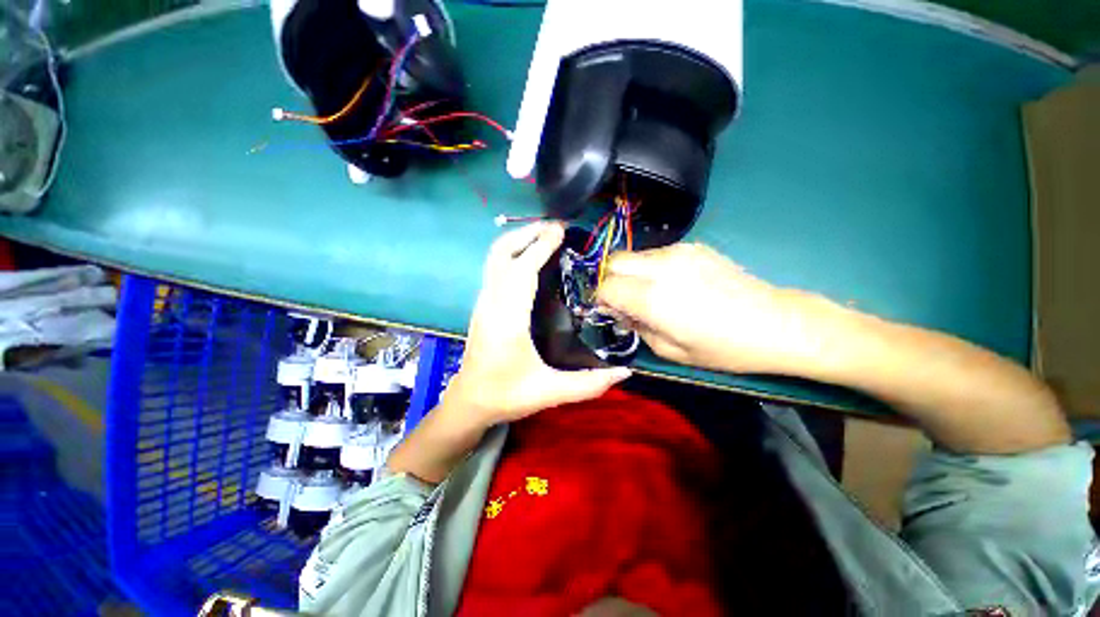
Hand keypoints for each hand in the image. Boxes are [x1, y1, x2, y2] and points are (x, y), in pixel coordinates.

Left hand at [449, 221, 631, 424]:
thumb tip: (626, 373)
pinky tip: (532, 259)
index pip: (521, 271)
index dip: (540, 247)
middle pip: (501, 253)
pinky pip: (496, 267)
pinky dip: (513, 253)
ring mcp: (483, 302)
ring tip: (547, 236)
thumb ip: (589, 383)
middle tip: (556, 228)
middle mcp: (491, 303)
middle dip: (528, 233)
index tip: (561, 231)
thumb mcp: (550, 392)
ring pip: (495, 258)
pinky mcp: (483, 304)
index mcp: (507, 320)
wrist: (470, 401)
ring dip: (519, 240)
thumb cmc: (507, 395)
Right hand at [596, 243, 842, 374]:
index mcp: (652, 298)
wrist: (776, 323)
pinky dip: (651, 267)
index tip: (608, 310)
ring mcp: (678, 252)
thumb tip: (621, 312)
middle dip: (610, 280)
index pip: (606, 287)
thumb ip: (637, 328)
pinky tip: (671, 284)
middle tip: (622, 299)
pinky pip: (656, 254)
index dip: (601, 298)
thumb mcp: (671, 351)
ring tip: (649, 292)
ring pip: (634, 255)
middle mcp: (660, 268)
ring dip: (631, 273)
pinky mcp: (693, 246)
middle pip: (614, 262)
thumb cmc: (722, 347)